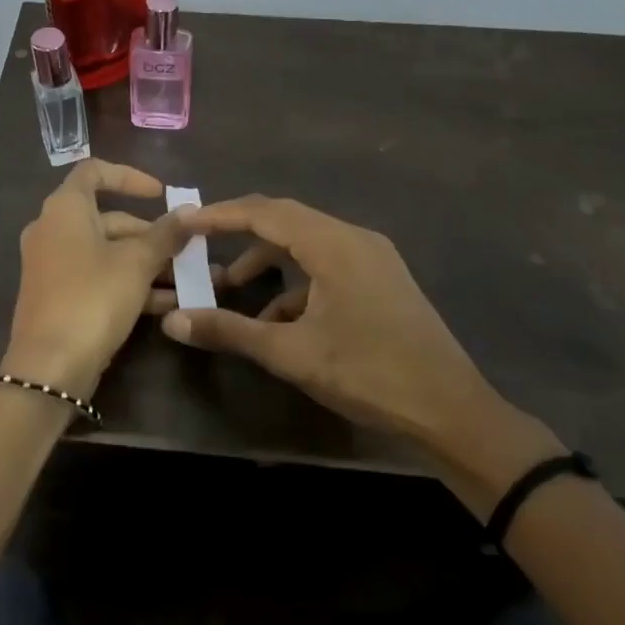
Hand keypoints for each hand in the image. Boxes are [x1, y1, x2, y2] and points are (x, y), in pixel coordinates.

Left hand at [7, 160, 194, 397]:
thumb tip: (191, 211)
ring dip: (147, 263)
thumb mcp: (137, 263)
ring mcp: (53, 265)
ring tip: (189, 280)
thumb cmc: (93, 298)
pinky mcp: (58, 296)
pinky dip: (130, 284)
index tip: (161, 194)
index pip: (95, 171)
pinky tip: (169, 304)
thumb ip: (166, 234)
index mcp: (64, 208)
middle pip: (108, 218)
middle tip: (187, 249)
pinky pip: (99, 278)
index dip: (130, 177)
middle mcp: (53, 230)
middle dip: (151, 234)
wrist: (49, 367)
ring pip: (107, 252)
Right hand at [161, 195, 563, 508]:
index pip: (265, 212)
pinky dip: (295, 282)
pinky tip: (276, 320)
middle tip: (199, 242)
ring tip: (233, 287)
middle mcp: (354, 238)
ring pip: (306, 242)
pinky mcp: (380, 279)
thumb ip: (230, 331)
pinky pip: (326, 264)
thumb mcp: (292, 354)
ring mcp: (372, 257)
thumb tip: (172, 321)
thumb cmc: (369, 375)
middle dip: (240, 231)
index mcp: (334, 244)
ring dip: (268, 259)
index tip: (184, 221)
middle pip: (285, 218)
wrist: (452, 411)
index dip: (220, 214)